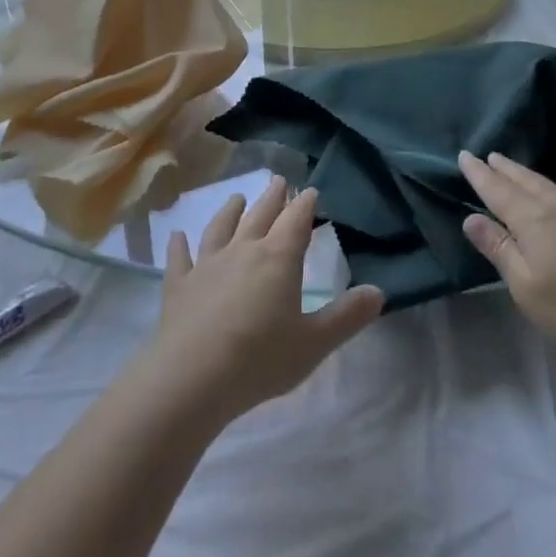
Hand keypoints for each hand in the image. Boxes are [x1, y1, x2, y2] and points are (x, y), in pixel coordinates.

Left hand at [146, 177, 384, 424]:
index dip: (304, 204)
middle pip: (260, 216)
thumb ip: (346, 316)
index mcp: (278, 259)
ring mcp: (207, 264)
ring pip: (220, 228)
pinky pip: (180, 258)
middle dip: (273, 198)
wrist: (193, 376)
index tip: (310, 190)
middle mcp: (243, 250)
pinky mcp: (179, 284)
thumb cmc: (261, 359)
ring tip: (236, 198)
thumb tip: (379, 291)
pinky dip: (179, 245)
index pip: (296, 221)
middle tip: (279, 180)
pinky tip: (177, 235)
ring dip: (230, 211)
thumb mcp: (314, 343)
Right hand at [458, 151, 555, 370]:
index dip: (479, 174)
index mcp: (534, 220)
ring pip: (553, 188)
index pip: (498, 190)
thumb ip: (499, 250)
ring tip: (519, 174)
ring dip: (530, 178)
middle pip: (526, 181)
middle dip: (505, 169)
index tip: (464, 155)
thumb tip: (471, 218)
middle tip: (491, 155)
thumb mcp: (527, 288)